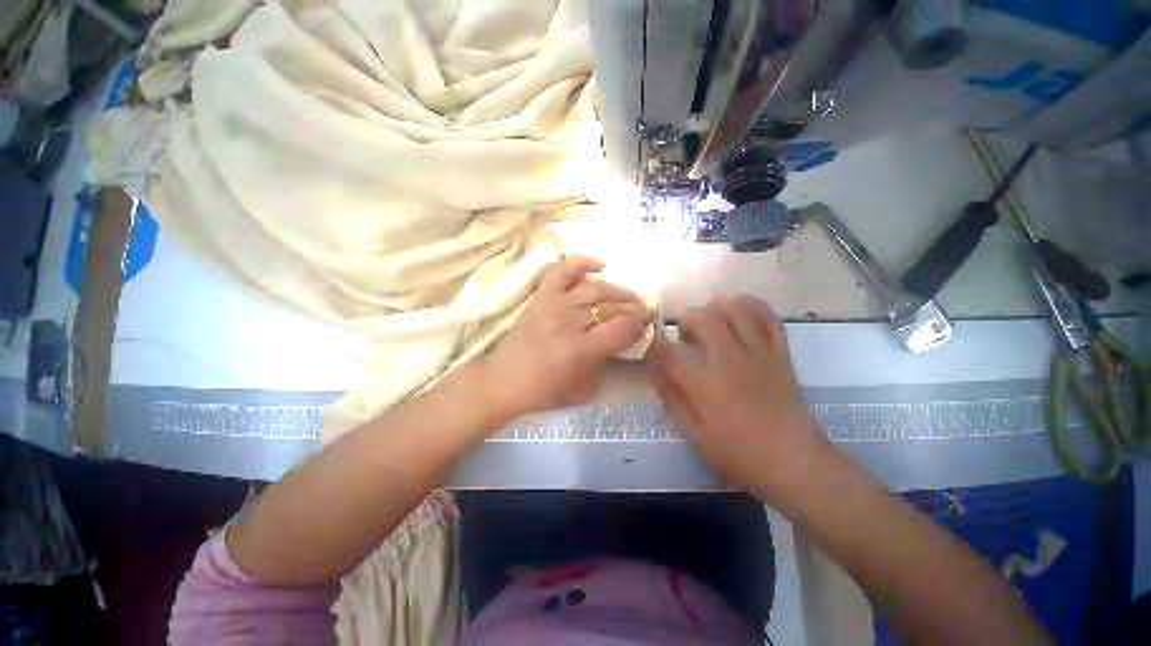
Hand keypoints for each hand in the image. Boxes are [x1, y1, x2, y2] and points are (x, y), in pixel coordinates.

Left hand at [479, 256, 653, 420]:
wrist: (503, 381)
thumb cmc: (544, 391)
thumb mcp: (585, 388)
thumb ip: (607, 362)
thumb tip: (624, 340)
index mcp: (580, 349)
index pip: (622, 328)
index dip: (639, 325)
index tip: (646, 327)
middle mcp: (569, 321)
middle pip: (611, 307)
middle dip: (635, 309)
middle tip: (645, 312)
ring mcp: (553, 305)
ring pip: (594, 288)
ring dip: (618, 290)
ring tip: (630, 297)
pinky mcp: (540, 297)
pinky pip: (562, 270)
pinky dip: (581, 262)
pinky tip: (599, 265)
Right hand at [645, 295, 828, 504]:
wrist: (795, 462)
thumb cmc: (739, 453)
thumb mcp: (694, 434)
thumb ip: (671, 398)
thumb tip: (653, 371)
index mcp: (704, 382)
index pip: (667, 351)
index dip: (654, 348)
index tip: (653, 353)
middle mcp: (728, 358)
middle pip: (701, 317)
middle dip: (686, 320)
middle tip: (686, 338)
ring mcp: (758, 351)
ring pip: (735, 308)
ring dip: (716, 308)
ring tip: (711, 323)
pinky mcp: (780, 352)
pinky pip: (767, 316)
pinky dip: (751, 307)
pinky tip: (740, 316)